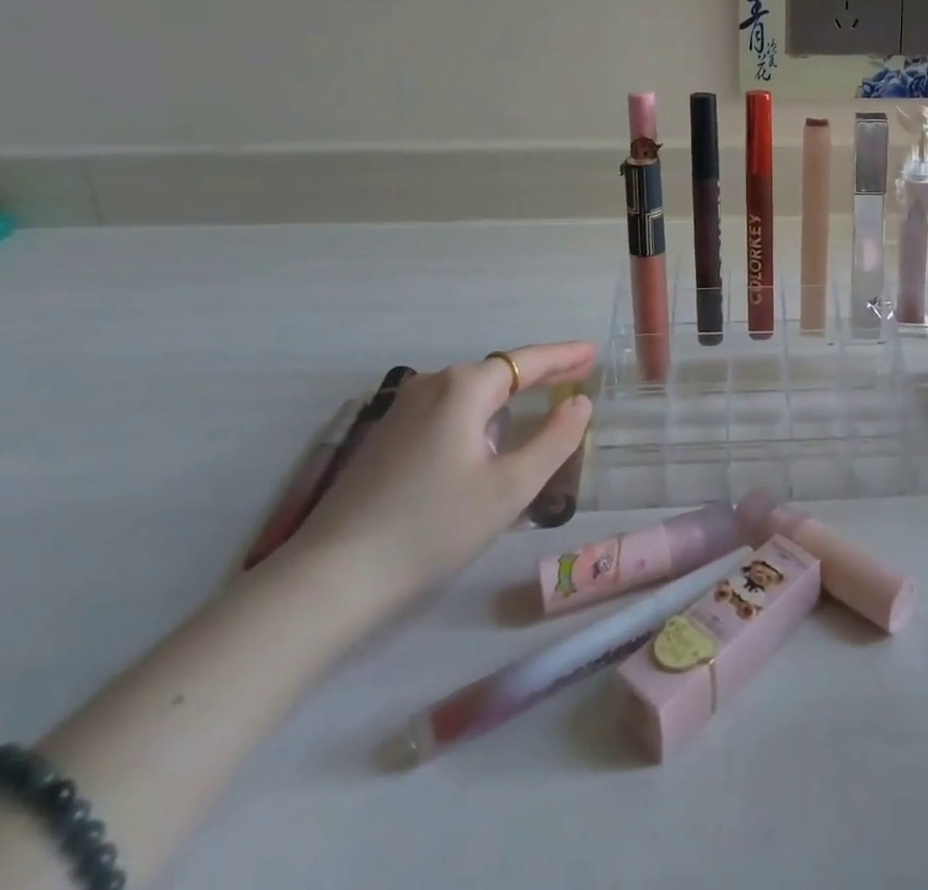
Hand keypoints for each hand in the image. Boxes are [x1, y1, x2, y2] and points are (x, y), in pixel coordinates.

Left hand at [286, 343, 595, 621]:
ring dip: (508, 394)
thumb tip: (579, 403)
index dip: (564, 355)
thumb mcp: (511, 487)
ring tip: (540, 401)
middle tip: (578, 373)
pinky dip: (480, 412)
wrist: (334, 576)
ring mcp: (402, 410)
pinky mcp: (386, 437)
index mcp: (464, 389)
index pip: (527, 362)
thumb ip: (555, 439)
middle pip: (498, 371)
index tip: (593, 351)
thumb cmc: (434, 526)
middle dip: (539, 373)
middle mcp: (432, 386)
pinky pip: (448, 410)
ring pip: (470, 392)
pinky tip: (487, 435)